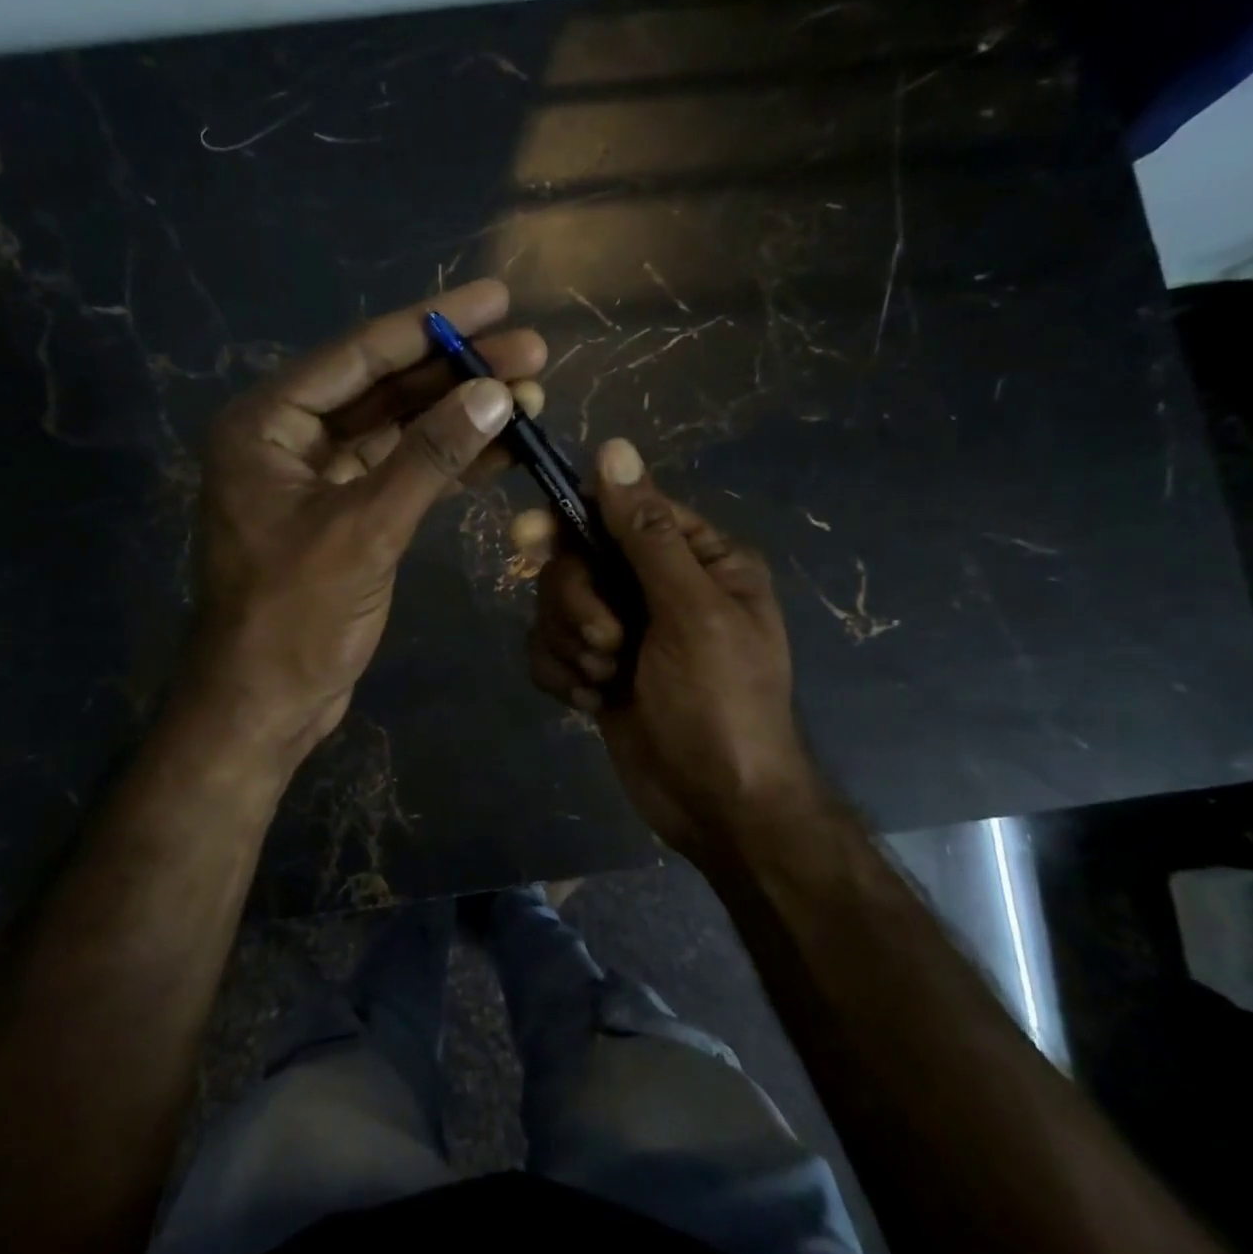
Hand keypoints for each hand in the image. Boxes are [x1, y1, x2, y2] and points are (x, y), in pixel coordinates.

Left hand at [184, 280, 545, 757]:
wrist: (265, 703)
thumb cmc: (295, 617)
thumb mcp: (364, 529)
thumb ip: (429, 457)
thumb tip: (496, 393)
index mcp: (267, 424)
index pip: (359, 356)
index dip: (432, 325)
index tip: (495, 298)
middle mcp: (288, 439)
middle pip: (383, 388)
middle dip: (457, 371)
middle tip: (531, 350)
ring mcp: (317, 478)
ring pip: (397, 431)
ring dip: (459, 415)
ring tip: (531, 395)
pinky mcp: (344, 514)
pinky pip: (400, 472)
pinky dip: (446, 461)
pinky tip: (499, 448)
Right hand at [513, 438, 817, 860]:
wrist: (717, 805)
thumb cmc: (720, 704)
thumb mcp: (692, 612)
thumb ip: (646, 533)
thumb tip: (613, 448)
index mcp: (695, 558)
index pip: (621, 510)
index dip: (574, 521)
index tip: (531, 538)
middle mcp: (655, 584)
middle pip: (576, 559)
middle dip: (578, 604)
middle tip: (606, 644)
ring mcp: (622, 628)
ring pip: (554, 605)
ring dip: (571, 645)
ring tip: (606, 680)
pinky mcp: (594, 667)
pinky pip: (547, 648)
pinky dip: (561, 674)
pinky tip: (592, 703)